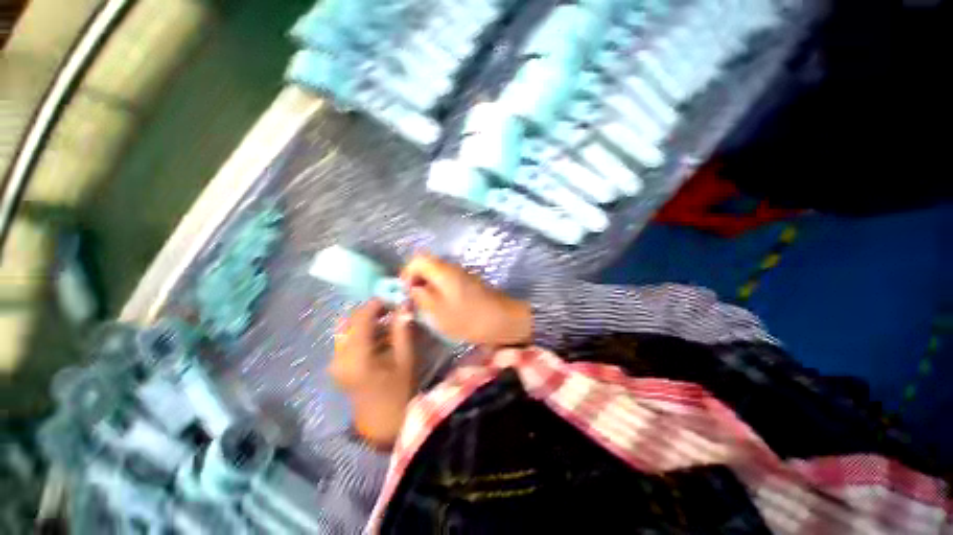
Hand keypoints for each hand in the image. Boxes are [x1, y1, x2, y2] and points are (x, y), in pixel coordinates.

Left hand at [328, 300, 416, 448]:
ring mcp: (335, 362)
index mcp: (356, 356)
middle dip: (372, 312)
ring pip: (348, 330)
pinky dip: (364, 333)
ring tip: (389, 323)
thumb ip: (403, 329)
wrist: (382, 421)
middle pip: (351, 321)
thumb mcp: (405, 358)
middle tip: (392, 310)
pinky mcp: (338, 366)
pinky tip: (381, 338)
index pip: (362, 318)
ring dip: (368, 322)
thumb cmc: (399, 390)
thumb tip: (405, 304)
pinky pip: (348, 341)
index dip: (377, 304)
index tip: (393, 297)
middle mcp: (339, 357)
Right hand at [400, 254, 531, 346]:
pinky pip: (448, 279)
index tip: (405, 291)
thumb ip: (421, 297)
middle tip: (415, 300)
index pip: (417, 259)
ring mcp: (462, 273)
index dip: (406, 273)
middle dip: (417, 280)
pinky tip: (443, 305)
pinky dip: (440, 289)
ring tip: (427, 305)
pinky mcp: (469, 281)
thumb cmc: (470, 318)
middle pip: (427, 264)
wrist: (504, 320)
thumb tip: (412, 287)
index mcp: (442, 271)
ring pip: (437, 272)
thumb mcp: (439, 313)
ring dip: (428, 285)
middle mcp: (451, 267)